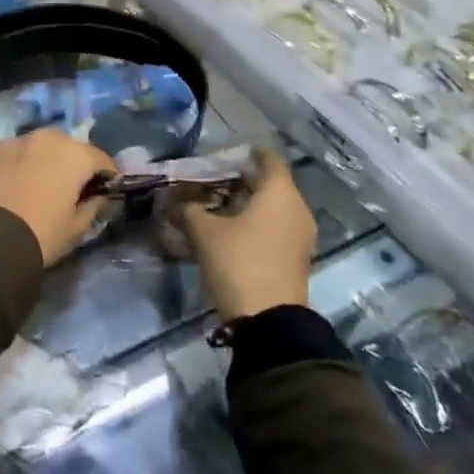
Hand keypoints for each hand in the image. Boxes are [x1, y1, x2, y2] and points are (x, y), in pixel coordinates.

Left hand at [0, 130, 116, 266]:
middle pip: (68, 147)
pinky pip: (13, 156)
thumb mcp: (77, 227)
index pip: (101, 159)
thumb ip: (94, 205)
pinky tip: (14, 186)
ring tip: (40, 185)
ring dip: (44, 161)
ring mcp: (14, 142)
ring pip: (38, 148)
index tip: (106, 191)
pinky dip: (19, 165)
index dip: (107, 176)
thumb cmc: (42, 234)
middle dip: (73, 163)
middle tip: (71, 188)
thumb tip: (100, 196)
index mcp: (74, 154)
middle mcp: (45, 138)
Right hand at [182, 149, 316, 318]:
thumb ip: (188, 209)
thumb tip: (174, 200)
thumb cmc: (239, 262)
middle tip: (211, 179)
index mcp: (279, 193)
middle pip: (270, 183)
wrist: (269, 322)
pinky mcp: (294, 257)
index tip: (224, 153)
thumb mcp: (204, 232)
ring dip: (246, 204)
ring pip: (272, 208)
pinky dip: (254, 223)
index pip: (268, 158)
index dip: (247, 152)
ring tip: (215, 206)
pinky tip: (228, 230)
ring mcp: (299, 235)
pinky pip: (274, 228)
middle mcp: (296, 208)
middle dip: (241, 179)